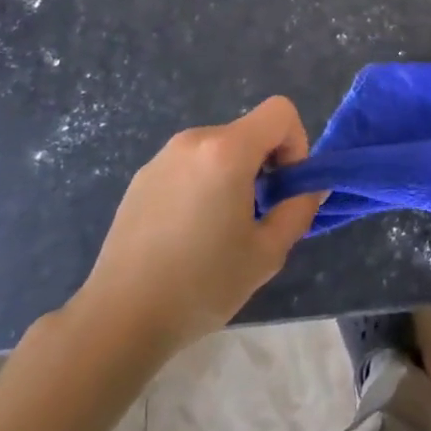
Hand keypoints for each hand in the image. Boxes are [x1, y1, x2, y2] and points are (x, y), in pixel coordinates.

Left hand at [69, 97, 325, 356]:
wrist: (120, 319)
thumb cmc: (202, 285)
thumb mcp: (268, 253)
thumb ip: (299, 210)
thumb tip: (311, 188)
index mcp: (227, 151)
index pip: (280, 112)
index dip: (296, 143)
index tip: (285, 187)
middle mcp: (194, 141)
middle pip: (249, 131)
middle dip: (265, 164)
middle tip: (258, 216)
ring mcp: (162, 158)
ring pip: (219, 149)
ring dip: (234, 175)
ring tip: (221, 229)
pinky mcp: (142, 178)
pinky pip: (190, 166)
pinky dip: (203, 184)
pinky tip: (188, 234)